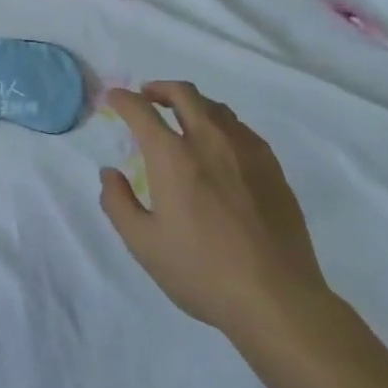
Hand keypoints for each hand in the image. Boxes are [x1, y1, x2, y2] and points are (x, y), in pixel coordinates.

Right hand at [100, 80, 330, 339]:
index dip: (122, 99)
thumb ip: (118, 204)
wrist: (278, 299)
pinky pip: (241, 129)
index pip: (141, 110)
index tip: (114, 98)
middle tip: (148, 96)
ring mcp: (245, 150)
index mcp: (173, 157)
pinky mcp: (272, 166)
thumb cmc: (203, 272)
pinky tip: (220, 146)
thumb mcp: (144, 245)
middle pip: (183, 93)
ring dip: (191, 104)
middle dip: (160, 88)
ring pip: (215, 107)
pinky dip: (221, 124)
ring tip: (183, 118)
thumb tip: (109, 173)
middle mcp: (208, 140)